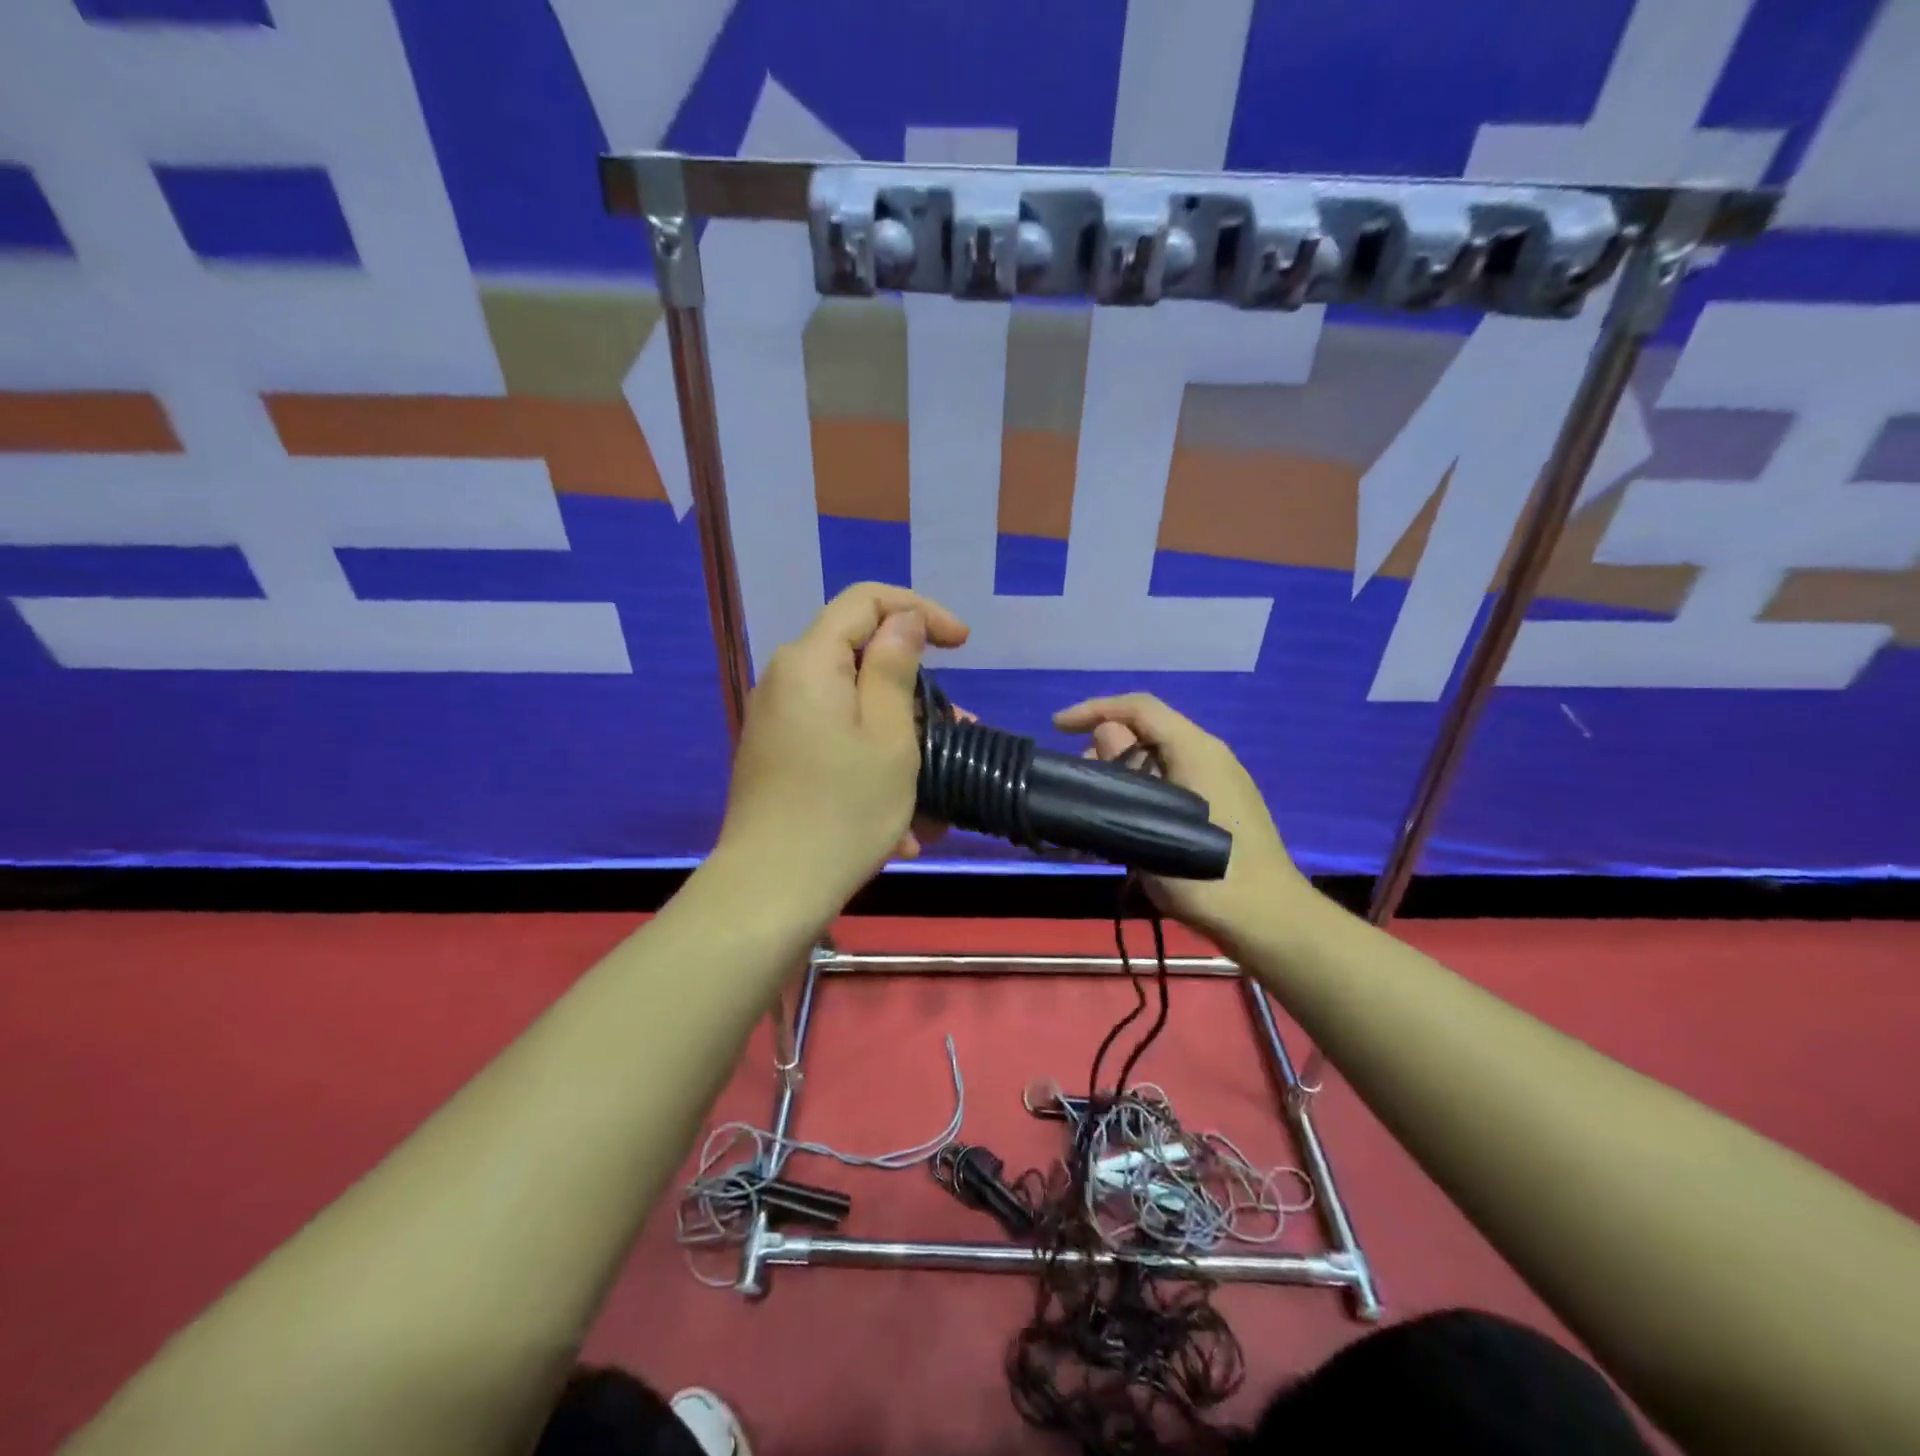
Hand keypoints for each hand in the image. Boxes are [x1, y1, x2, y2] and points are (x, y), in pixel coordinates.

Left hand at [717, 582, 968, 914]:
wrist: (772, 888)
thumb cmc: (844, 809)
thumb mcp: (890, 734)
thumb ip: (895, 665)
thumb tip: (904, 620)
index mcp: (811, 660)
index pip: (867, 600)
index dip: (920, 609)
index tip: (963, 644)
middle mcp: (785, 679)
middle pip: (858, 655)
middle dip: (914, 686)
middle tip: (957, 726)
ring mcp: (777, 719)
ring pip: (852, 704)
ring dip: (900, 734)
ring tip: (935, 783)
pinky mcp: (777, 754)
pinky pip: (834, 738)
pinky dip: (871, 759)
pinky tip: (900, 816)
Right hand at [1053, 694, 1313, 946]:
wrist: (1268, 919)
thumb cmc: (1205, 873)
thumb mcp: (1152, 823)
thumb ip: (1125, 773)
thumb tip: (1105, 734)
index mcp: (1196, 749)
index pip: (1139, 707)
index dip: (1095, 708)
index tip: (1058, 727)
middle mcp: (1209, 754)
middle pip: (1148, 729)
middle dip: (1105, 744)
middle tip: (1077, 779)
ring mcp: (1218, 778)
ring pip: (1158, 755)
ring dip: (1122, 769)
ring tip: (1095, 803)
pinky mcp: (1220, 802)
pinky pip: (1171, 776)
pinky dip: (1141, 785)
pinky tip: (1125, 816)